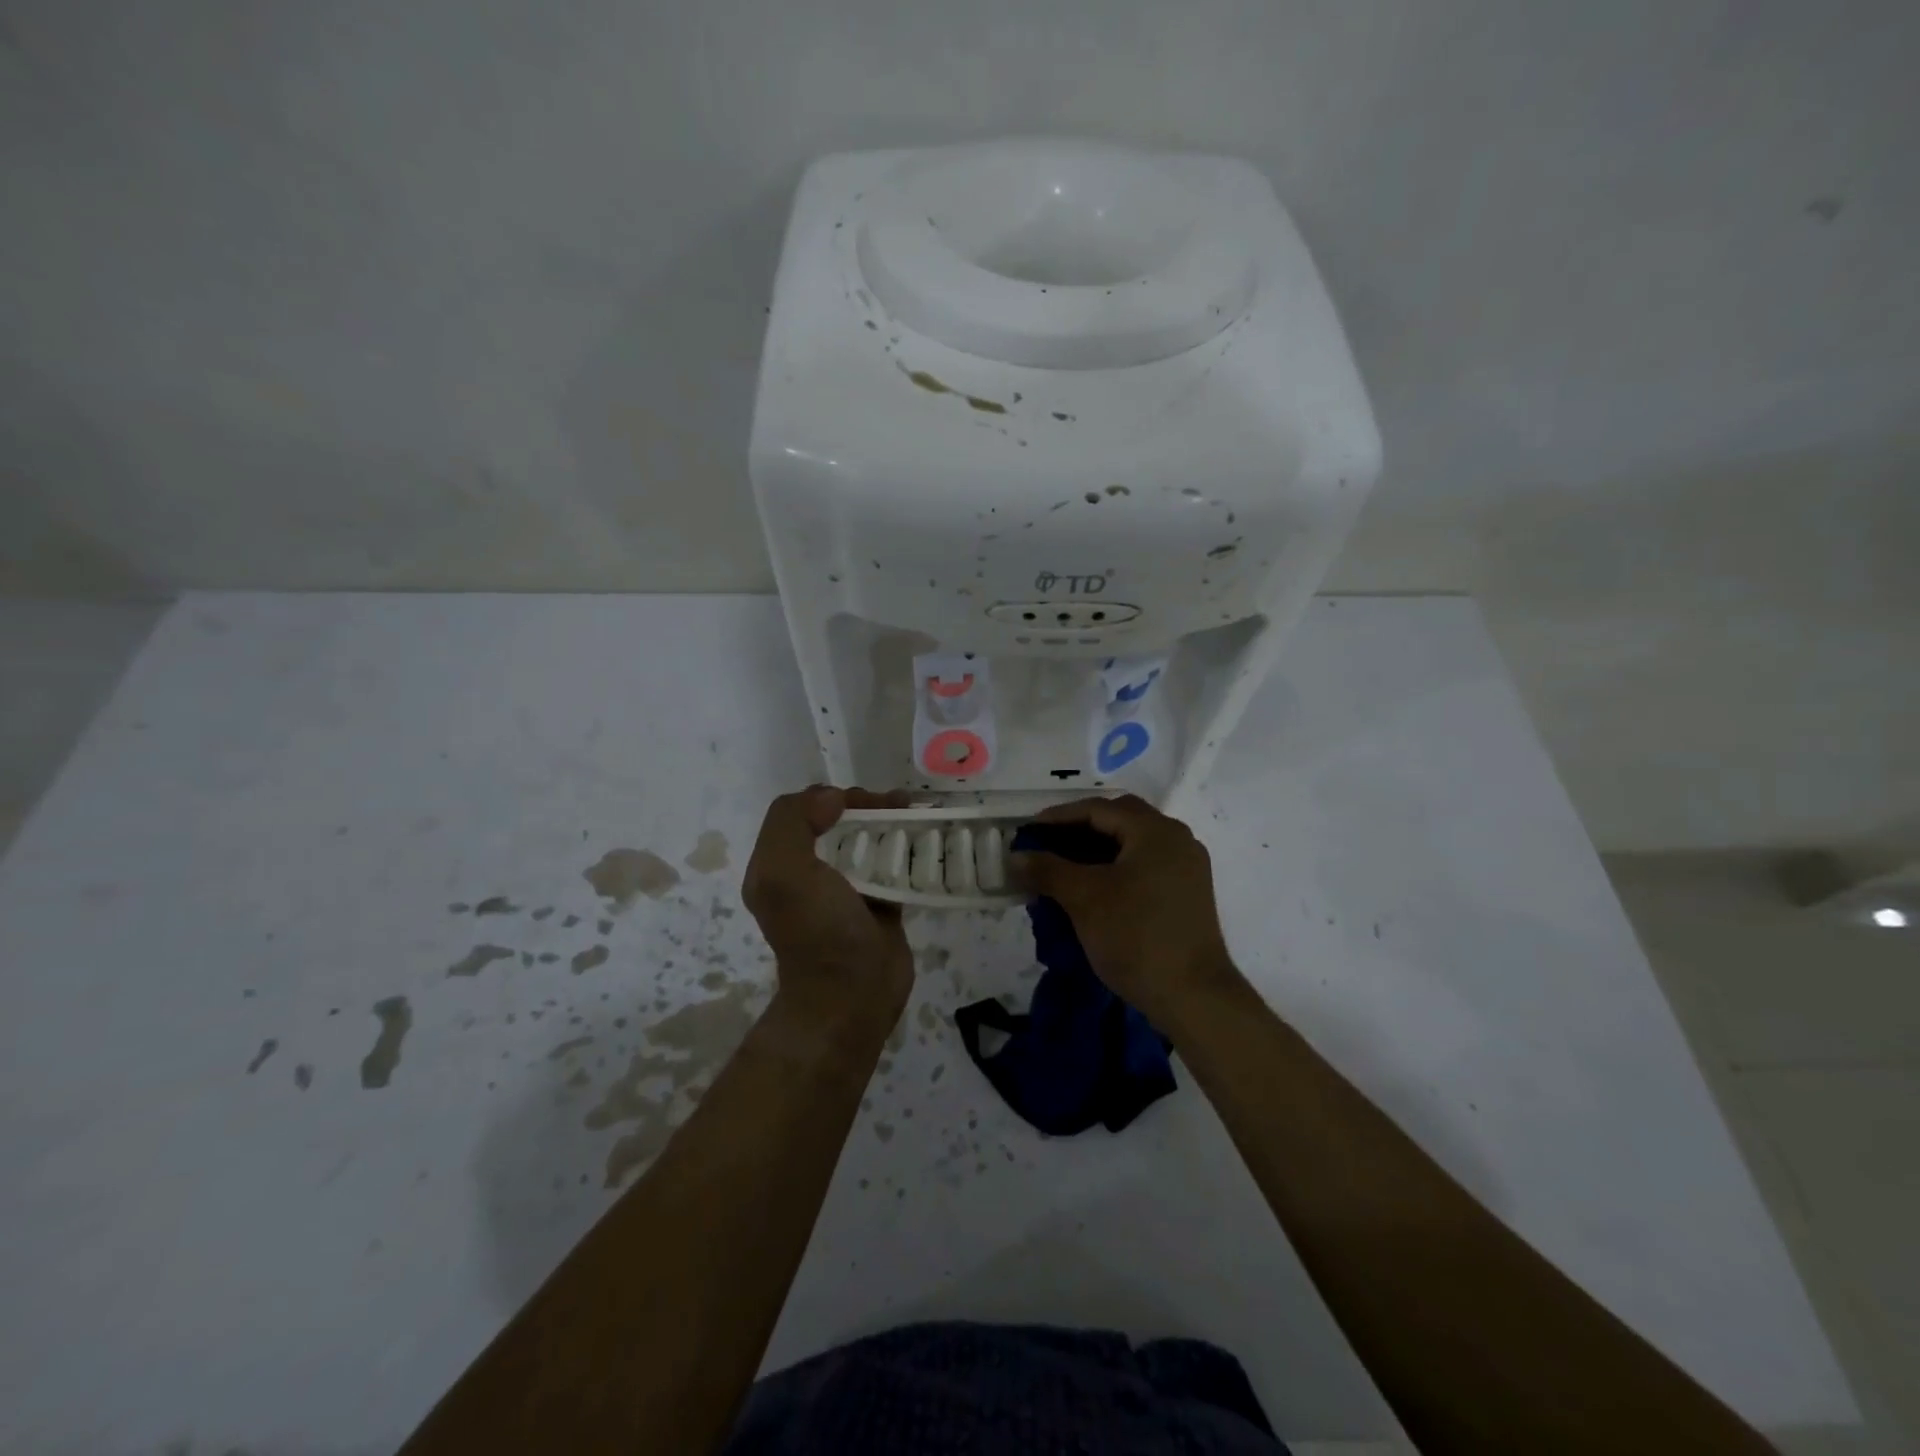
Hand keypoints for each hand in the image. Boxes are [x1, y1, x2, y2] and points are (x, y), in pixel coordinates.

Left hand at [743, 786, 913, 1036]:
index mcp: (779, 864)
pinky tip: (927, 839)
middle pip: (837, 821)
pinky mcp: (879, 903)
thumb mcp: (785, 873)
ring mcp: (846, 889)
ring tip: (919, 813)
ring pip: (867, 840)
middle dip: (867, 805)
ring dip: (891, 822)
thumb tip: (831, 797)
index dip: (830, 796)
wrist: (851, 997)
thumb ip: (793, 824)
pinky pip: (892, 865)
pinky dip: (907, 849)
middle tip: (899, 804)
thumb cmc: (818, 932)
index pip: (800, 810)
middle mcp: (809, 873)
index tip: (862, 802)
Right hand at [1013, 794, 1237, 1026]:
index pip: (1099, 809)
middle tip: (1046, 843)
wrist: (1193, 997)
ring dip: (1095, 850)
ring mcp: (1186, 868)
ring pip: (1132, 845)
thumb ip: (1047, 869)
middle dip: (1079, 829)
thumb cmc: (1136, 936)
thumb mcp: (1084, 898)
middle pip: (1119, 821)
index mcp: (1155, 831)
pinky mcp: (1186, 894)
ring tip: (1062, 867)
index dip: (1059, 817)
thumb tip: (1016, 856)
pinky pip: (1144, 866)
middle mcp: (1176, 840)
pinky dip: (1114, 869)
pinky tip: (1092, 889)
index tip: (1028, 830)